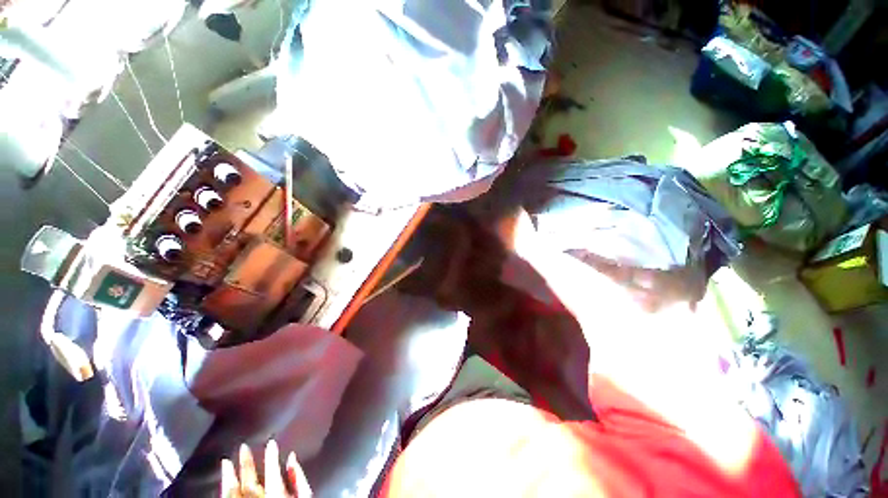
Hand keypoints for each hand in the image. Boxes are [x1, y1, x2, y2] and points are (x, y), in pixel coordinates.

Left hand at [221, 440, 311, 496]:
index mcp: (276, 497)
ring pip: (233, 494)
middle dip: (247, 464)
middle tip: (243, 446)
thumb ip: (299, 480)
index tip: (271, 442)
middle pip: (249, 483)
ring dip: (230, 477)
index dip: (271, 458)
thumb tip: (291, 458)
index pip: (271, 474)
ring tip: (227, 461)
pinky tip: (223, 482)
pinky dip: (224, 491)